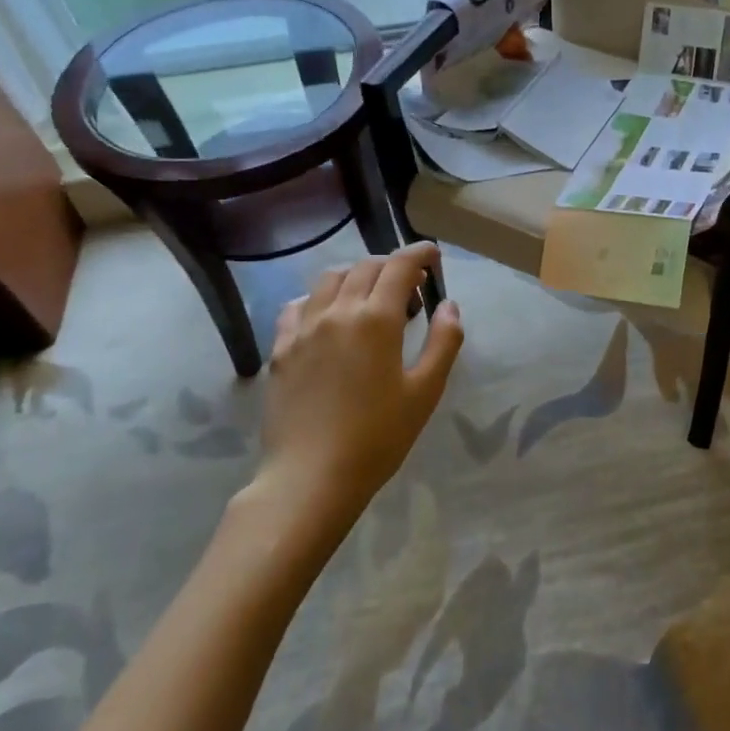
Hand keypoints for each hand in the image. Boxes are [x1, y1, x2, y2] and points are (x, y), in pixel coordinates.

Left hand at [243, 242, 462, 532]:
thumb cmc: (378, 437)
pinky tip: (329, 317)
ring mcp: (303, 328)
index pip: (400, 266)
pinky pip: (298, 305)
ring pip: (329, 279)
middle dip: (392, 265)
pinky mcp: (280, 348)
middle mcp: (337, 312)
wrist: (311, 476)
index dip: (419, 253)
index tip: (433, 254)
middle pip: (365, 266)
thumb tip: (449, 305)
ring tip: (371, 298)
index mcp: (376, 319)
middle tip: (411, 287)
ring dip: (356, 276)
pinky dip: (320, 298)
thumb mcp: (426, 391)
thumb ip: (443, 341)